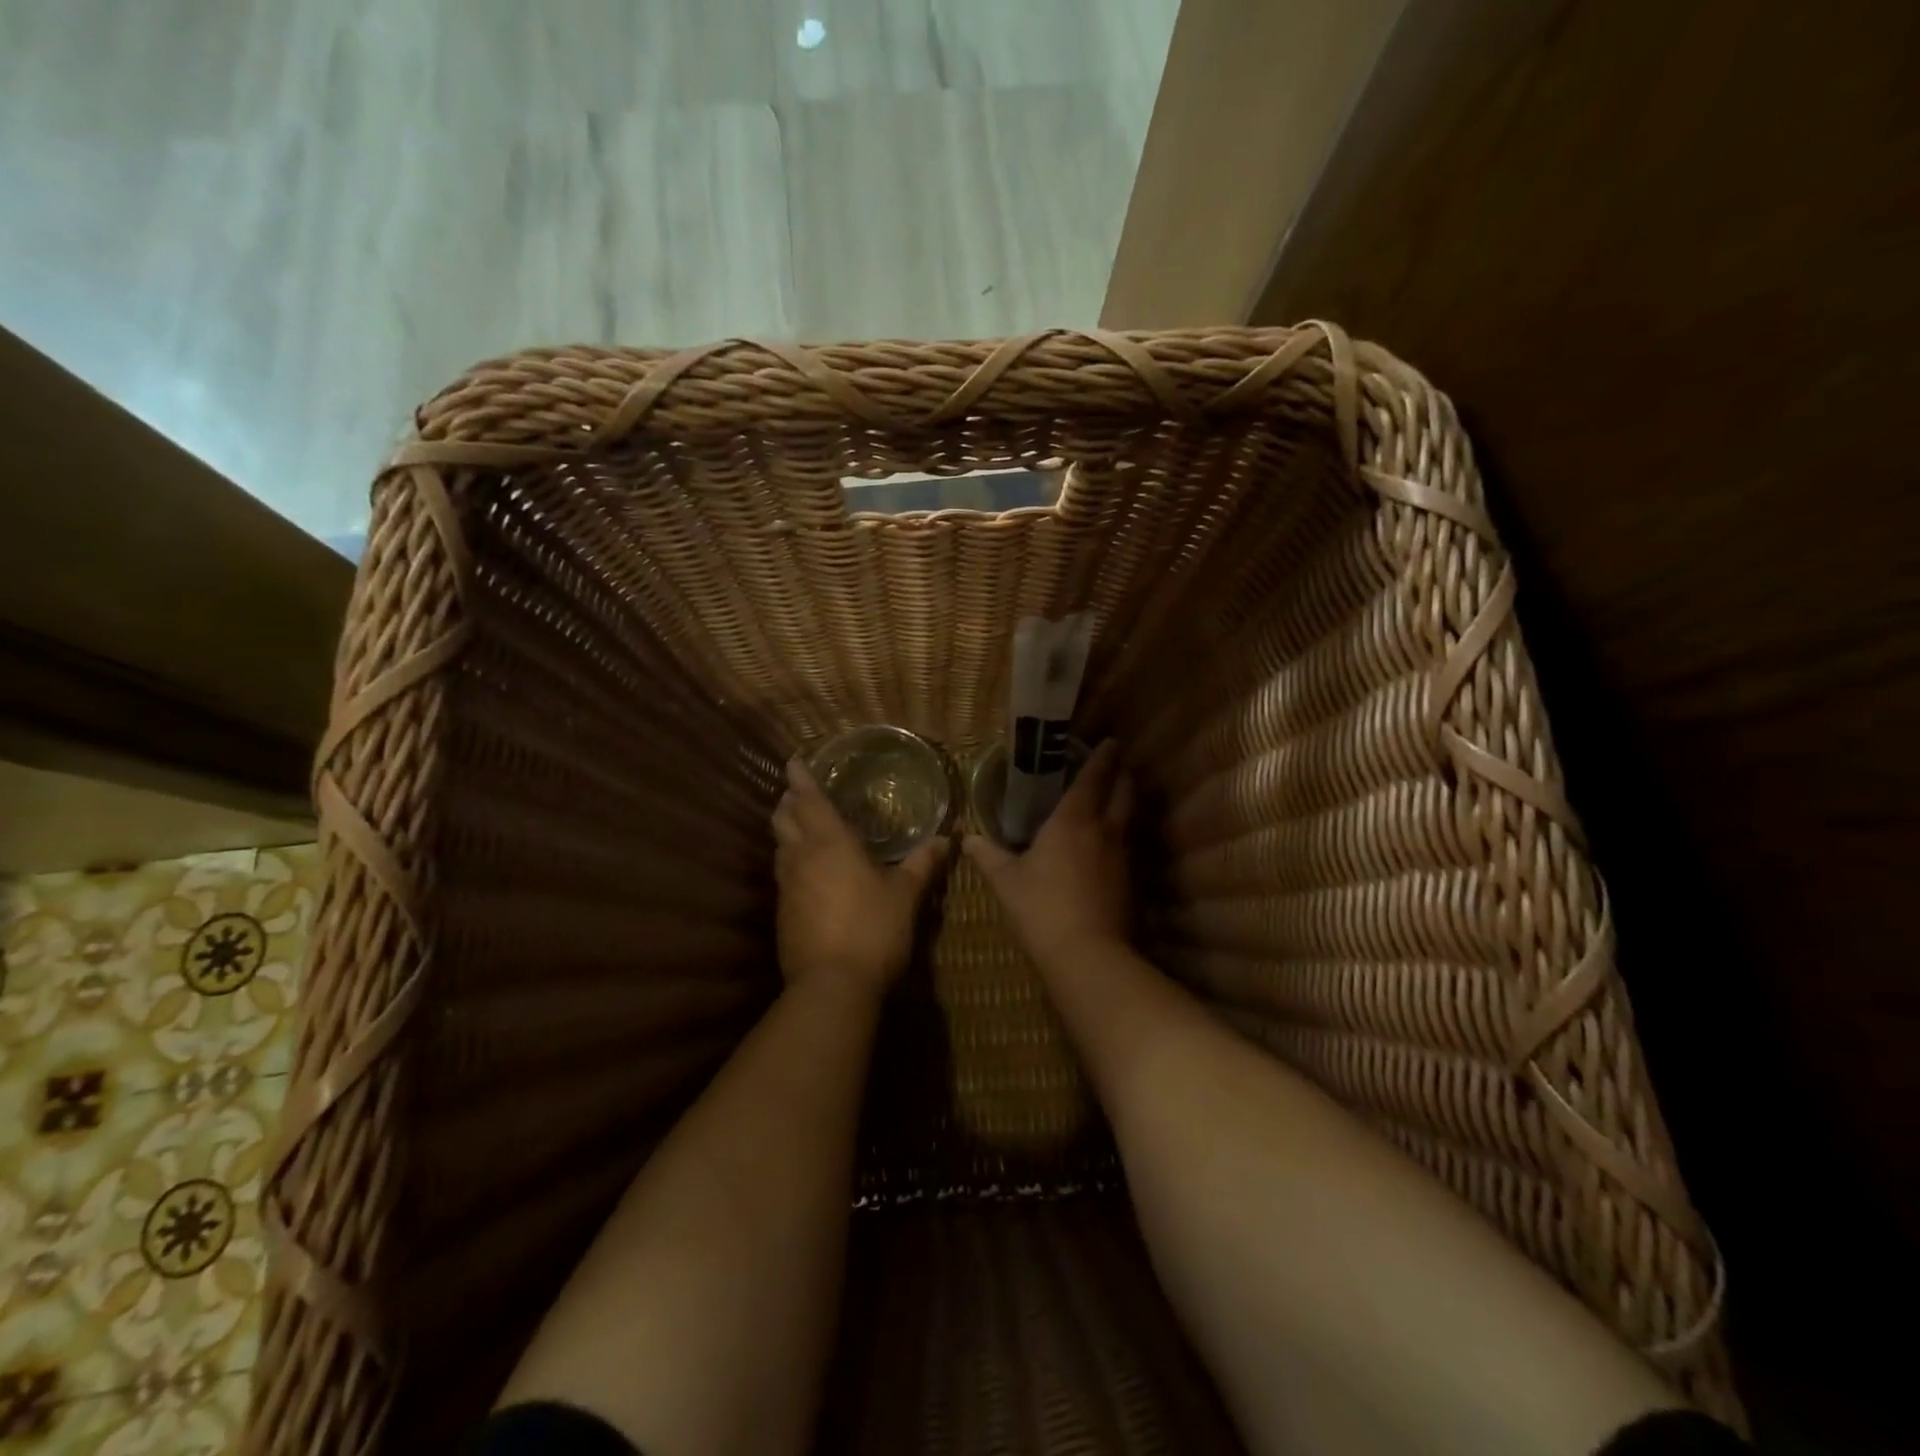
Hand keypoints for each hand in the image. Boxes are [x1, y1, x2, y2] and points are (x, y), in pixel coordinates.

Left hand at [773, 756, 947, 1000]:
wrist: (831, 986)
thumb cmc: (873, 930)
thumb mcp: (905, 896)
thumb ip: (922, 864)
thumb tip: (946, 840)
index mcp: (831, 844)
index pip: (810, 800)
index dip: (801, 778)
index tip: (793, 760)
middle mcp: (802, 858)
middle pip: (784, 819)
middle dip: (789, 802)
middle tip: (798, 793)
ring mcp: (787, 887)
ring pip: (780, 847)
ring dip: (786, 831)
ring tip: (799, 826)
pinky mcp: (782, 914)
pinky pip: (783, 875)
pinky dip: (790, 862)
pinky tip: (805, 873)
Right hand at [963, 739, 1134, 968]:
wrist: (1088, 955)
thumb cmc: (1041, 907)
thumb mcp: (1006, 881)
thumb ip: (988, 856)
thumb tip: (967, 839)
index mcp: (1073, 820)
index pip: (1093, 778)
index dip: (1102, 758)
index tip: (1110, 742)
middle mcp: (1104, 831)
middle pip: (1124, 793)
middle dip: (1122, 776)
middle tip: (1116, 766)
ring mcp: (1121, 857)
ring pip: (1128, 820)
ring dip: (1124, 805)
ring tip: (1112, 800)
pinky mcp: (1130, 883)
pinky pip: (1126, 848)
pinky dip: (1119, 837)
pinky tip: (1106, 849)